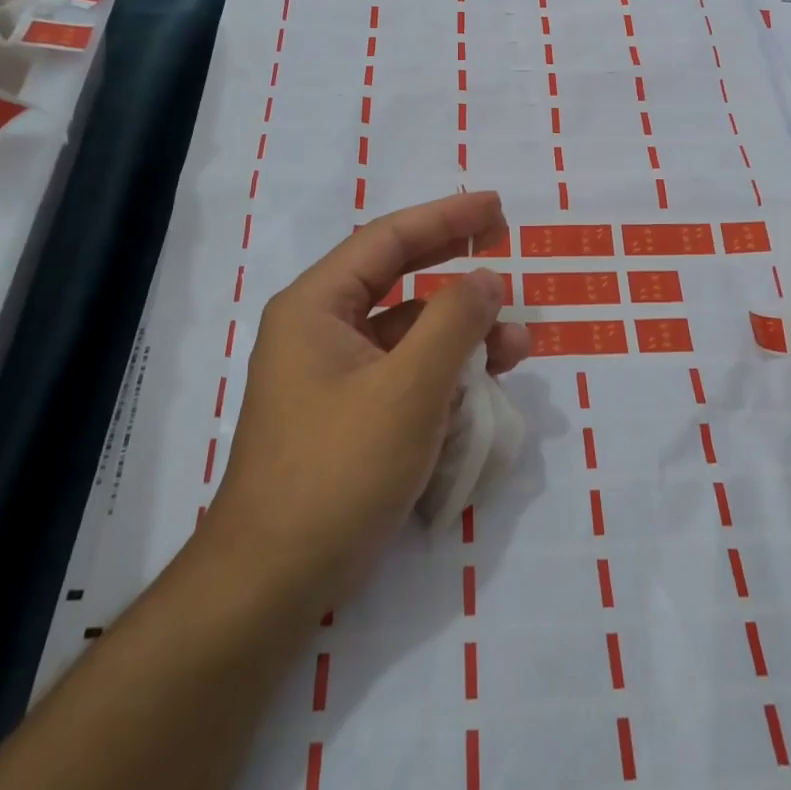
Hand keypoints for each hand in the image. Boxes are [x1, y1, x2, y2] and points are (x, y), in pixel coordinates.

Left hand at [195, 191, 529, 627]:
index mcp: (317, 307)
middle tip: (505, 246)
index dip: (445, 217)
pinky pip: (403, 376)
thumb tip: (487, 278)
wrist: (273, 582)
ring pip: (407, 334)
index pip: (387, 240)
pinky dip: (444, 375)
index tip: (495, 207)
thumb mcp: (409, 389)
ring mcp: (332, 377)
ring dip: (461, 334)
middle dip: (454, 265)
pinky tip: (483, 392)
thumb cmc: (338, 470)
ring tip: (518, 346)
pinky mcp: (347, 416)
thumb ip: (454, 322)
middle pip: (396, 279)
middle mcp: (319, 331)